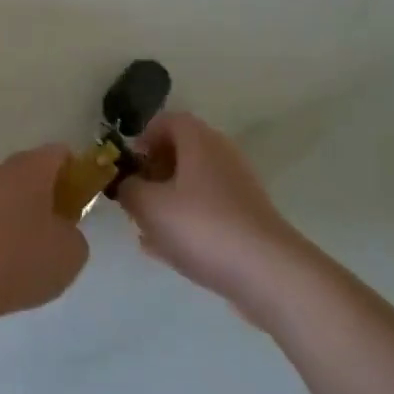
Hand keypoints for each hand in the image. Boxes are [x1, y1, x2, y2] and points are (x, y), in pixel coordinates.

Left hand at [0, 145, 88, 327]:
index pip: (58, 154)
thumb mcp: (70, 254)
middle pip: (25, 176)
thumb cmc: (18, 259)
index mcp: (29, 169)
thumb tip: (60, 231)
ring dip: (10, 221)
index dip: (74, 173)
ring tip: (18, 262)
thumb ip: (73, 235)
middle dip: (40, 199)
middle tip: (52, 235)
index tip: (79, 202)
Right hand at [114, 113, 301, 296]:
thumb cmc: (201, 226)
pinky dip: (185, 222)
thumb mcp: (148, 205)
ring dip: (166, 200)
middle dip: (152, 172)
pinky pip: (207, 211)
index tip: (127, 164)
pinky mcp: (246, 219)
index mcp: (199, 141)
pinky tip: (166, 250)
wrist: (267, 273)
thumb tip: (126, 184)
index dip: (142, 137)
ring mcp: (238, 189)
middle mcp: (222, 156)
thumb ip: (128, 189)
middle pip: (180, 152)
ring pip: (192, 184)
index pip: (167, 121)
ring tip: (145, 228)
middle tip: (133, 196)